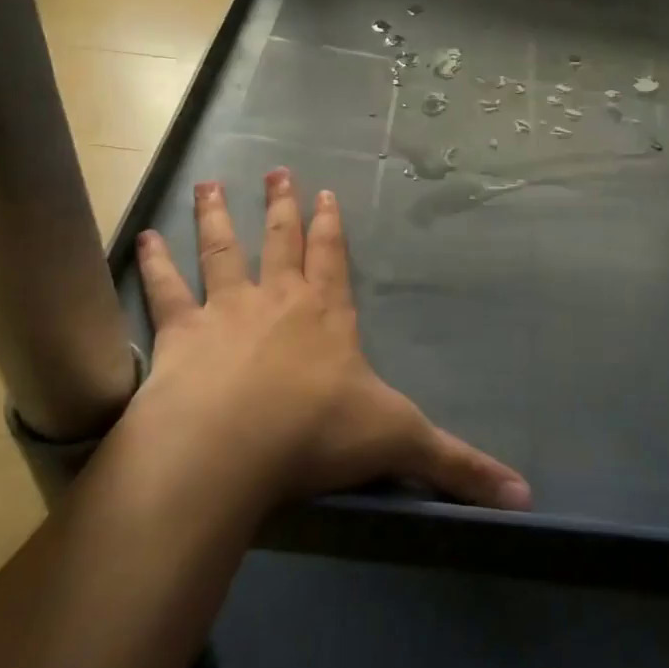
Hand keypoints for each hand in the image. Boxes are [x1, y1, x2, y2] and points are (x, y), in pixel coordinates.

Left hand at [129, 169, 530, 510]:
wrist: (229, 449)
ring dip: (217, 217)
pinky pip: (166, 292)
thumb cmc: (317, 436)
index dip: (329, 225)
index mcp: (327, 317)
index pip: (332, 259)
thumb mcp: (400, 443)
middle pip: (280, 241)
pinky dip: (154, 264)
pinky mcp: (180, 335)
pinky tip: (142, 238)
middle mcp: (278, 302)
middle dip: (281, 206)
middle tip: (277, 170)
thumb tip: (525, 497)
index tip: (324, 191)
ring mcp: (226, 312)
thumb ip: (458, 466)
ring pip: (223, 252)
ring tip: (211, 183)